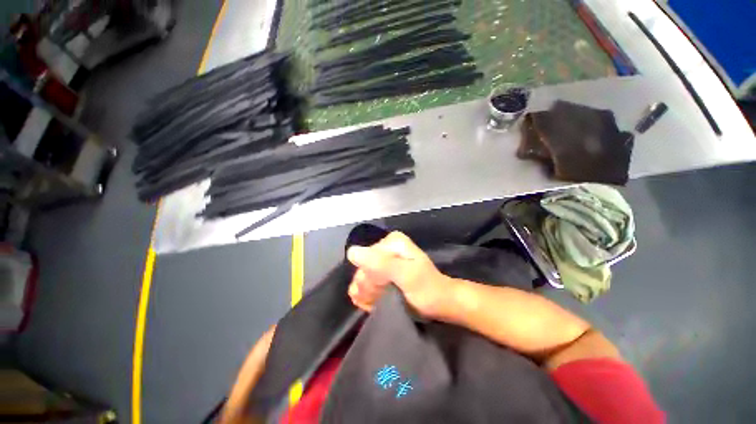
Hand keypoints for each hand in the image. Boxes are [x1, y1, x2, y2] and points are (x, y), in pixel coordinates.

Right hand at [346, 231, 453, 317]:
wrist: (440, 303)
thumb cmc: (427, 290)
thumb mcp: (407, 276)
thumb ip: (381, 263)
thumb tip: (351, 251)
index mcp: (391, 241)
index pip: (364, 259)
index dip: (370, 279)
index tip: (382, 290)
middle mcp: (384, 247)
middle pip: (362, 269)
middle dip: (370, 288)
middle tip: (386, 297)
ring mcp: (382, 260)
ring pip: (361, 279)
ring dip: (370, 294)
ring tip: (384, 300)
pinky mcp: (382, 272)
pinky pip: (365, 285)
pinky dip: (370, 297)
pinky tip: (380, 302)